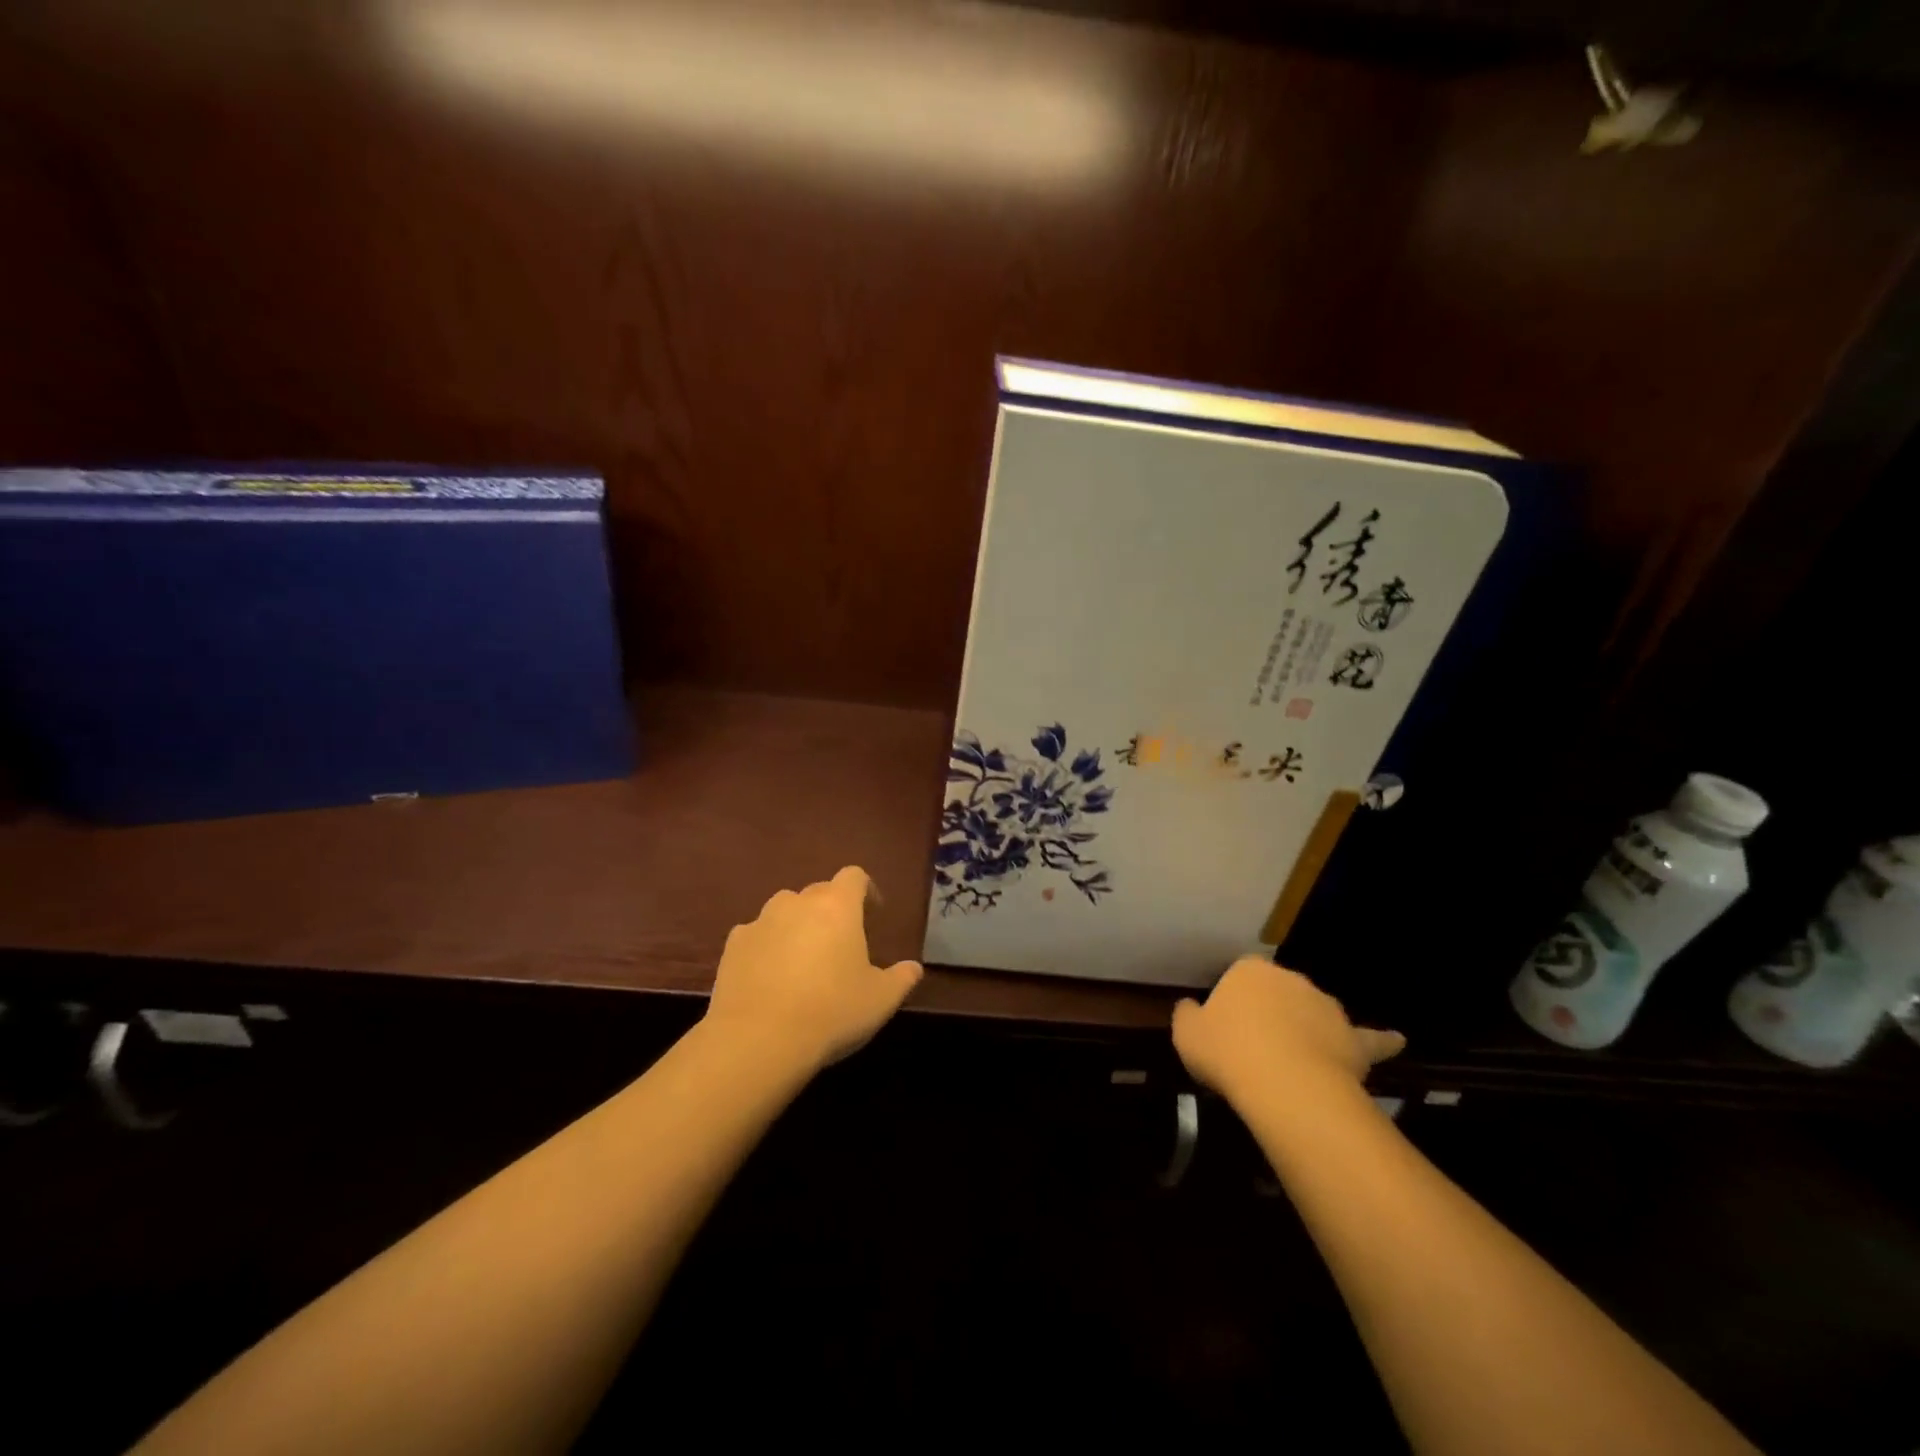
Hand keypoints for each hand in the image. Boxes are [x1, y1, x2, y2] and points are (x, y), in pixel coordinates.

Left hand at [703, 866, 923, 1074]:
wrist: (758, 1040)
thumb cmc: (831, 1012)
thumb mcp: (880, 1000)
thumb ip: (901, 978)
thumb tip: (914, 968)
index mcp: (838, 906)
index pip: (854, 876)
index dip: (866, 890)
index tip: (873, 913)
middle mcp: (797, 902)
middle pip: (819, 892)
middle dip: (831, 910)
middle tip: (840, 943)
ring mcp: (761, 921)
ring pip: (784, 910)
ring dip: (797, 925)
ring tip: (803, 959)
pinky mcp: (733, 945)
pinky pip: (756, 934)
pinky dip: (766, 946)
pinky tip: (770, 976)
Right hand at [1172, 956, 1403, 1108]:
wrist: (1284, 1083)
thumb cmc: (1227, 1051)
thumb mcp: (1186, 1034)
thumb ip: (1186, 1014)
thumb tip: (1189, 1007)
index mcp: (1248, 971)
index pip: (1239, 977)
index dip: (1233, 1004)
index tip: (1227, 1031)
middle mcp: (1290, 978)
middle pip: (1278, 992)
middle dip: (1271, 1012)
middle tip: (1257, 1048)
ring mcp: (1326, 1006)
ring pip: (1315, 1013)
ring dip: (1309, 1028)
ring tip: (1296, 1061)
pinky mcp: (1353, 1038)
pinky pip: (1369, 1038)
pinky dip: (1381, 1040)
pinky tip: (1396, 1041)